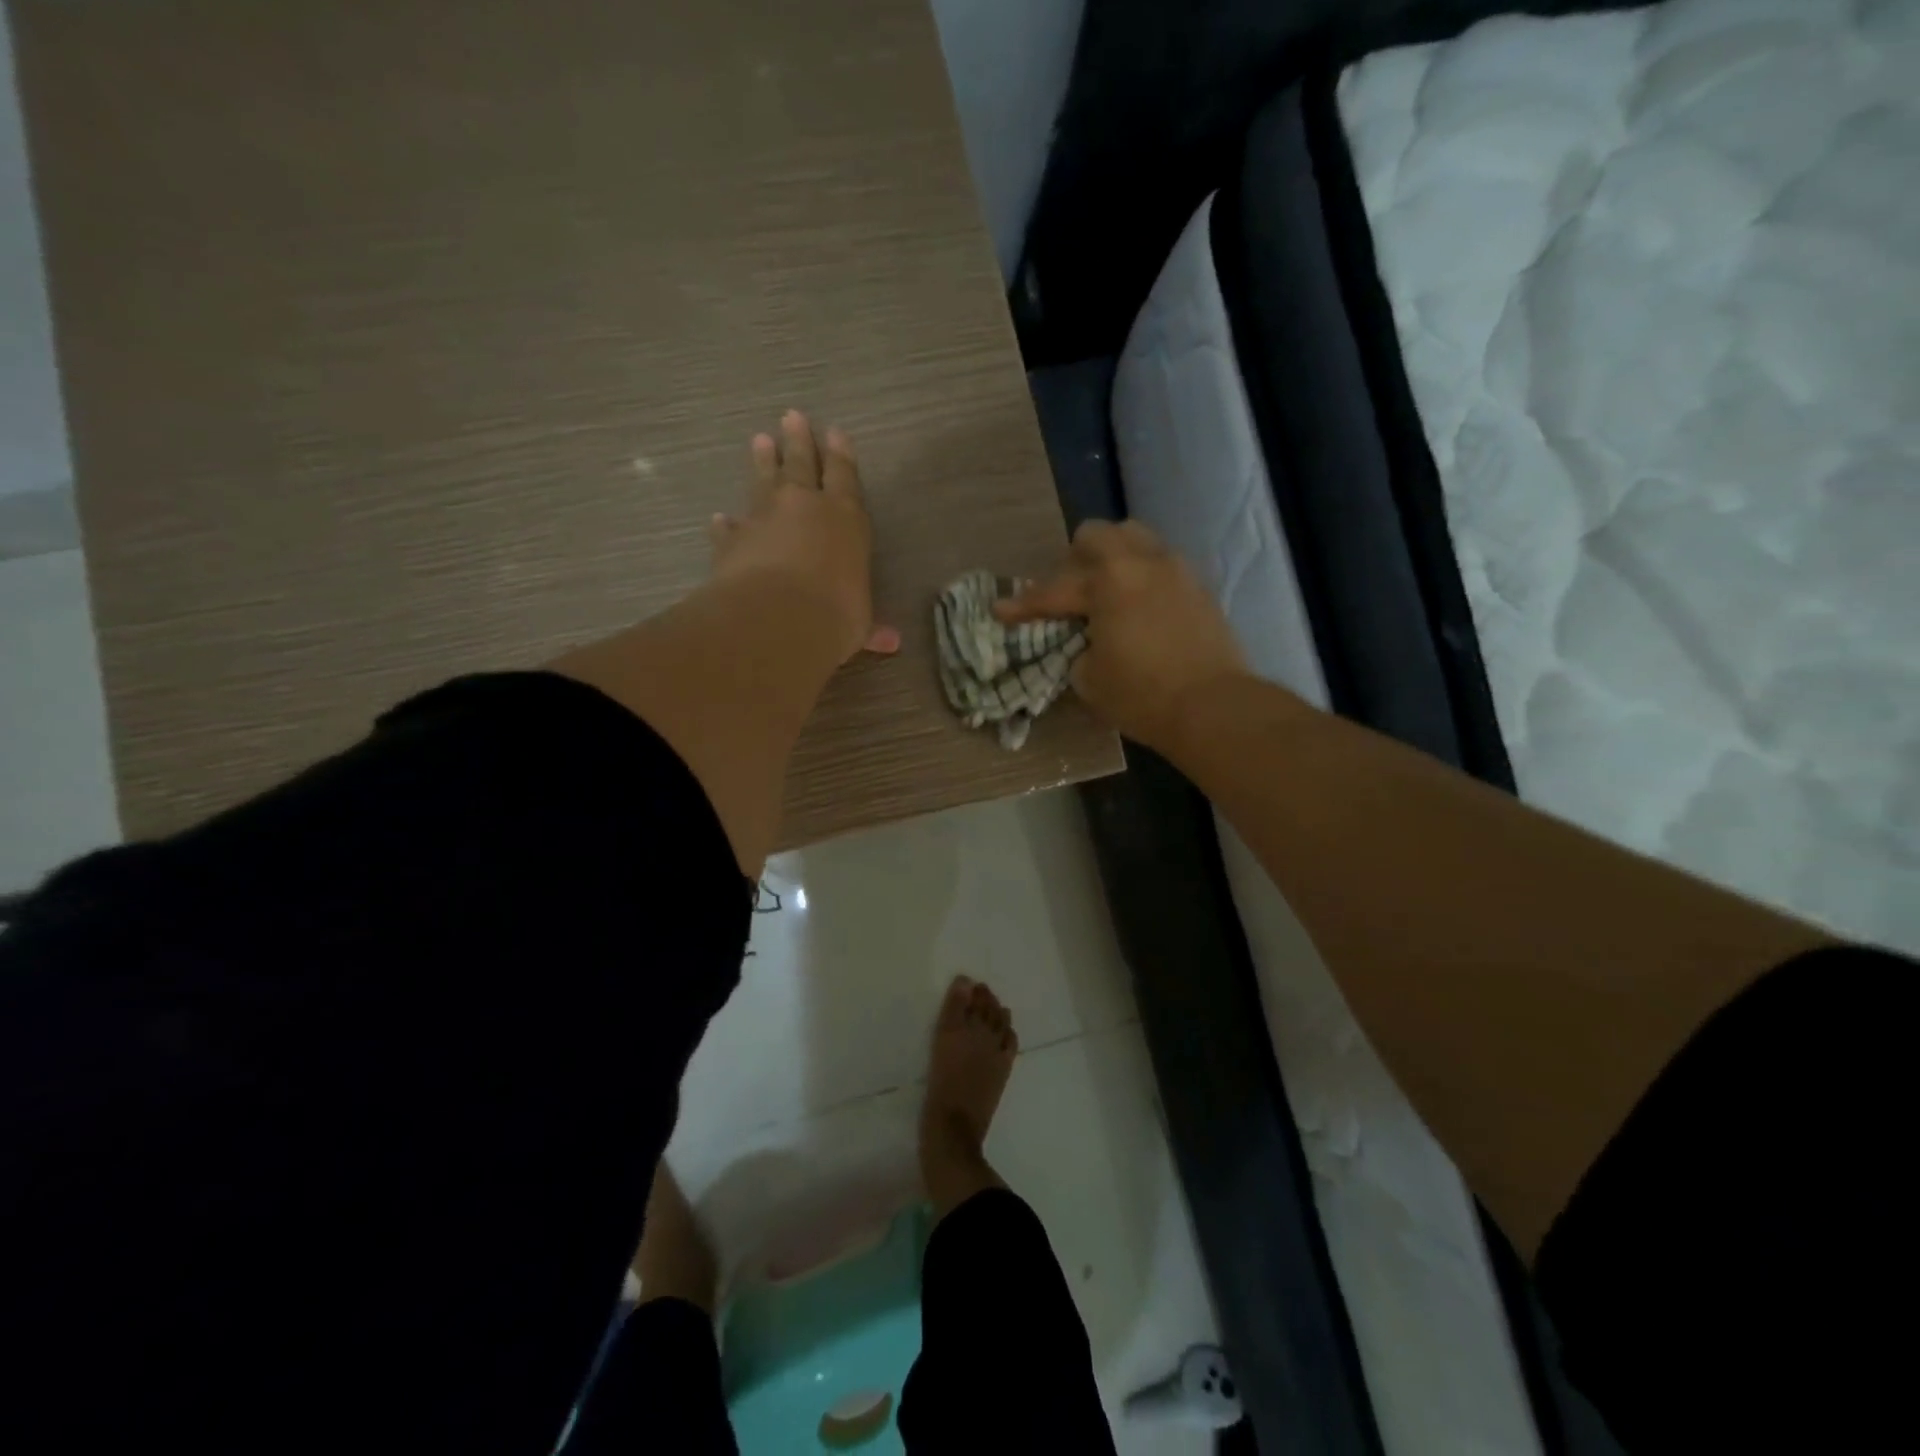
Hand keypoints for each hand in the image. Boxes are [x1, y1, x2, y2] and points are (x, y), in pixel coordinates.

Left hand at [710, 410, 899, 661]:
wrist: (777, 619)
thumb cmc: (834, 616)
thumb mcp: (859, 624)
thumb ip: (870, 626)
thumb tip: (891, 643)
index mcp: (845, 520)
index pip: (845, 477)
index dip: (841, 455)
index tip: (835, 432)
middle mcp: (804, 508)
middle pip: (801, 465)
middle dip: (798, 441)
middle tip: (790, 416)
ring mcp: (764, 519)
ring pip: (763, 482)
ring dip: (762, 463)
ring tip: (759, 441)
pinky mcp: (731, 540)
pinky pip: (729, 527)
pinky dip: (725, 524)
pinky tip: (719, 518)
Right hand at [995, 520, 1247, 752]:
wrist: (1213, 707)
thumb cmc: (1142, 695)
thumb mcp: (1089, 679)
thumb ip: (1079, 649)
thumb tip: (1088, 641)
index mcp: (1109, 581)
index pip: (1054, 589)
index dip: (1023, 604)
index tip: (1001, 610)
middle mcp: (1143, 562)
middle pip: (1098, 534)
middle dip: (1074, 560)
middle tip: (1069, 594)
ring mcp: (1177, 571)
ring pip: (1137, 540)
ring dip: (1113, 559)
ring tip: (1107, 593)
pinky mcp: (1200, 588)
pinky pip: (1162, 564)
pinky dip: (1142, 578)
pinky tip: (1139, 609)